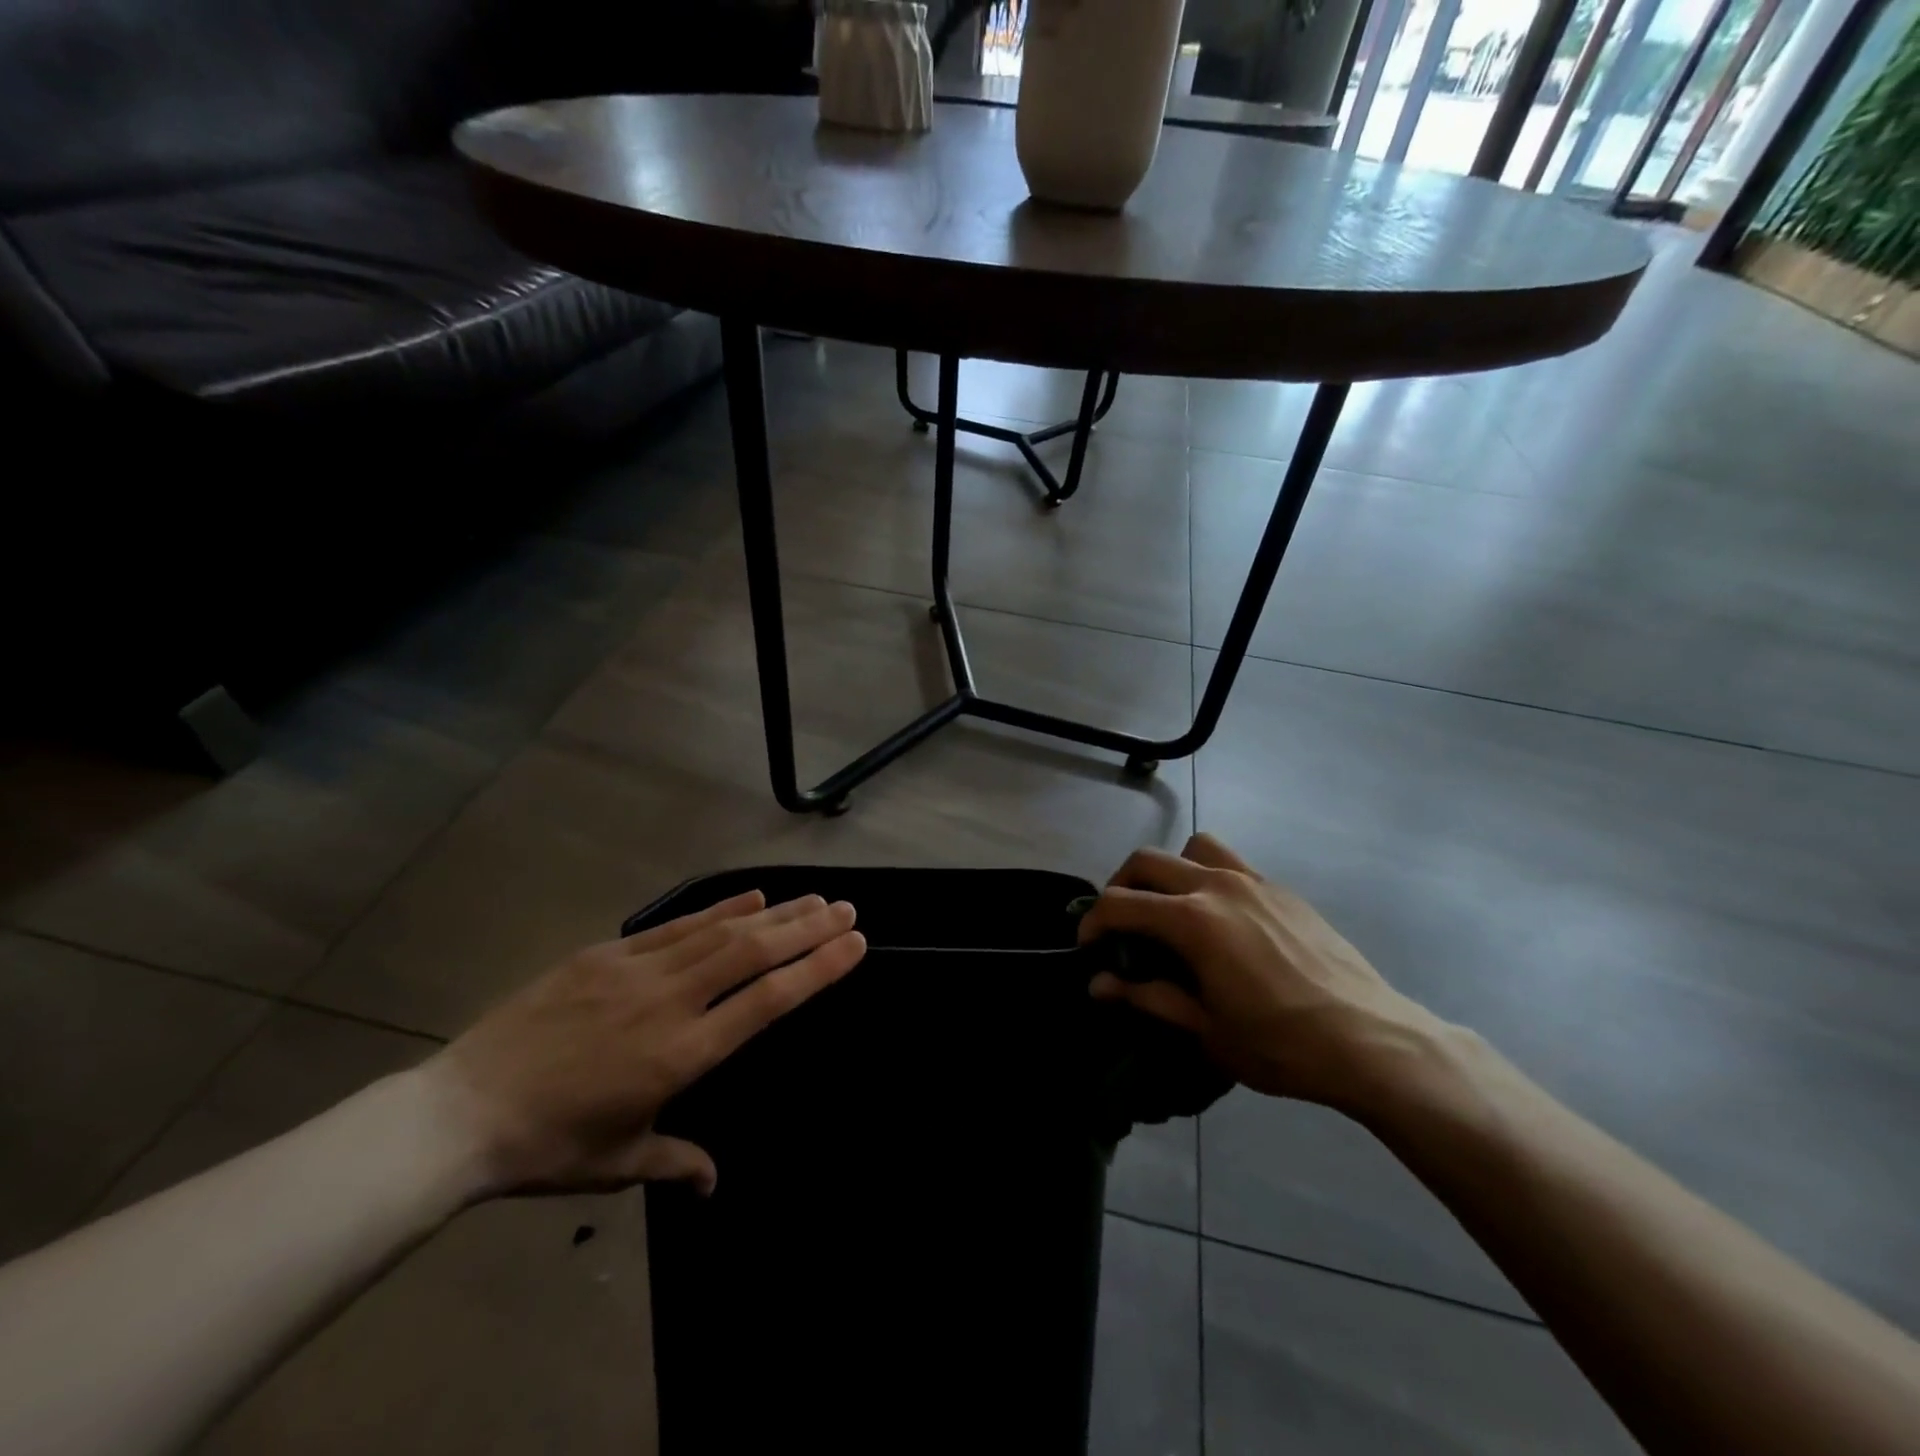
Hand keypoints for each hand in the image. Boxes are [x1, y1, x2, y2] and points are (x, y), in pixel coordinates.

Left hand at [423, 891, 866, 1197]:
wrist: (458, 1113)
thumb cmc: (547, 1146)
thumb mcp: (618, 1163)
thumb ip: (675, 1161)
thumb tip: (712, 1181)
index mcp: (681, 1054)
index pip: (767, 1001)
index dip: (816, 969)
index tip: (854, 944)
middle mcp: (670, 1002)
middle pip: (753, 953)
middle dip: (807, 929)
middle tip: (847, 909)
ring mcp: (637, 970)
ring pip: (721, 931)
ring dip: (773, 913)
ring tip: (813, 899)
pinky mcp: (606, 954)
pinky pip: (676, 926)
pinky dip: (719, 909)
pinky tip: (750, 897)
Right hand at [1078, 834, 1445, 1111]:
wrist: (1371, 1041)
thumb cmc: (1280, 1044)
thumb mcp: (1204, 1029)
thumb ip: (1146, 997)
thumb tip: (1097, 984)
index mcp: (1193, 920)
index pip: (1121, 903)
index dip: (1093, 921)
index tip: (1087, 946)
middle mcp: (1218, 886)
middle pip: (1149, 861)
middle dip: (1121, 885)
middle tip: (1120, 923)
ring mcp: (1255, 882)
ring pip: (1194, 848)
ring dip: (1170, 870)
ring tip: (1171, 908)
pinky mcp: (1283, 890)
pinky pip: (1232, 865)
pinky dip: (1209, 879)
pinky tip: (1222, 923)